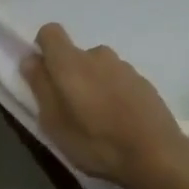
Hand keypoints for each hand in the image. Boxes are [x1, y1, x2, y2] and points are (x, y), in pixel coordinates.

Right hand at [21, 24, 188, 188]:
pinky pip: (119, 80)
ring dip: (94, 84)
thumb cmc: (96, 142)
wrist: (157, 155)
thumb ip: (40, 86)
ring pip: (98, 68)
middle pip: (75, 55)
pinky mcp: (143, 81)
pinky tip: (121, 121)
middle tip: (72, 108)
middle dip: (69, 75)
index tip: (44, 75)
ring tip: (99, 119)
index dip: (43, 48)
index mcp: (70, 62)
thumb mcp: (54, 123)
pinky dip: (114, 93)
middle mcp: (97, 55)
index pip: (50, 32)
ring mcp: (124, 66)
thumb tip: (31, 59)